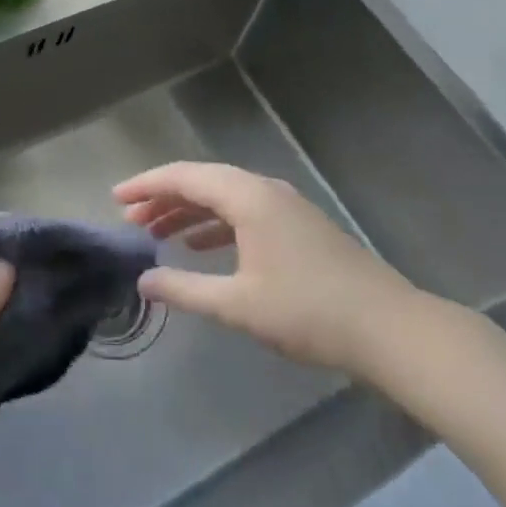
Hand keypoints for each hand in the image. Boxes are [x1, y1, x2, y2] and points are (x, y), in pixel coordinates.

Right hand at [116, 162, 425, 381]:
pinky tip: (203, 247)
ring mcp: (285, 206)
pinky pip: (244, 212)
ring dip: (189, 211)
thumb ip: (185, 289)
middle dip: (165, 198)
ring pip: (224, 197)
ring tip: (158, 233)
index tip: (116, 199)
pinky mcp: (299, 226)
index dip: (147, 185)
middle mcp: (264, 190)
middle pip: (203, 182)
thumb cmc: (308, 312)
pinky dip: (216, 223)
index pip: (185, 177)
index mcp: (247, 197)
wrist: (389, 329)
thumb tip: (144, 280)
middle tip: (131, 220)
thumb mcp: (238, 305)